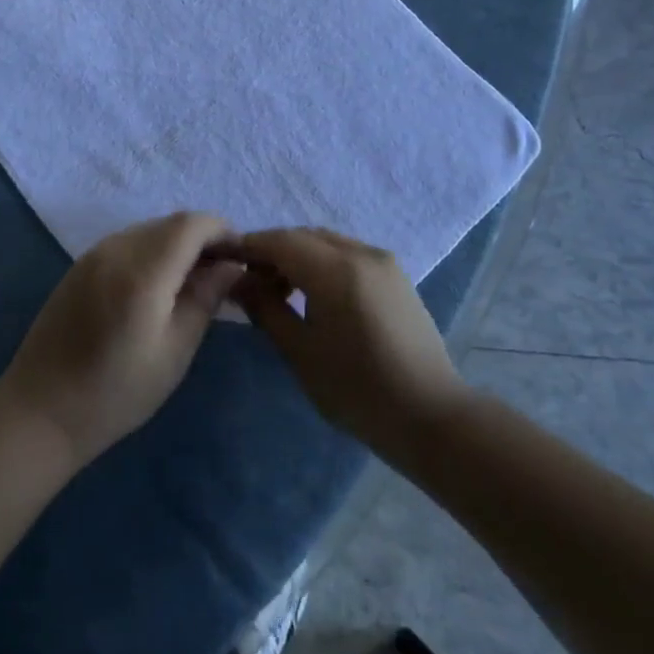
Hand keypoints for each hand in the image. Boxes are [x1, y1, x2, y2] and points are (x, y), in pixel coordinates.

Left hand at [0, 213, 241, 468]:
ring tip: (195, 281)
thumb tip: (230, 266)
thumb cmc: (116, 392)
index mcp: (142, 270)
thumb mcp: (174, 352)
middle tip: (224, 273)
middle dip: (203, 238)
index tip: (242, 255)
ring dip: (177, 244)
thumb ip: (204, 299)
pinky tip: (159, 285)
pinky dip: (152, 251)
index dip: (222, 231)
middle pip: (171, 223)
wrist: (40, 410)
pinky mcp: (80, 264)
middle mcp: (116, 248)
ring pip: (149, 230)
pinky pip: (127, 242)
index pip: (192, 224)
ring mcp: (94, 253)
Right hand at [234, 228, 467, 457]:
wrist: (431, 417)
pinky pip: (347, 254)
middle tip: (248, 280)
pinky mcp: (395, 276)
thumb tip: (238, 280)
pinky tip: (313, 294)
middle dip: (272, 251)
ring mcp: (383, 261)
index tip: (222, 258)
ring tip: (279, 291)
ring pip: (326, 243)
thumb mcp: (301, 352)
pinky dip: (322, 263)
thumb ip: (265, 308)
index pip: (280, 241)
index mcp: (336, 270)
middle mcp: (361, 253)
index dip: (248, 246)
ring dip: (297, 256)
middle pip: (303, 237)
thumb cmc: (358, 390)